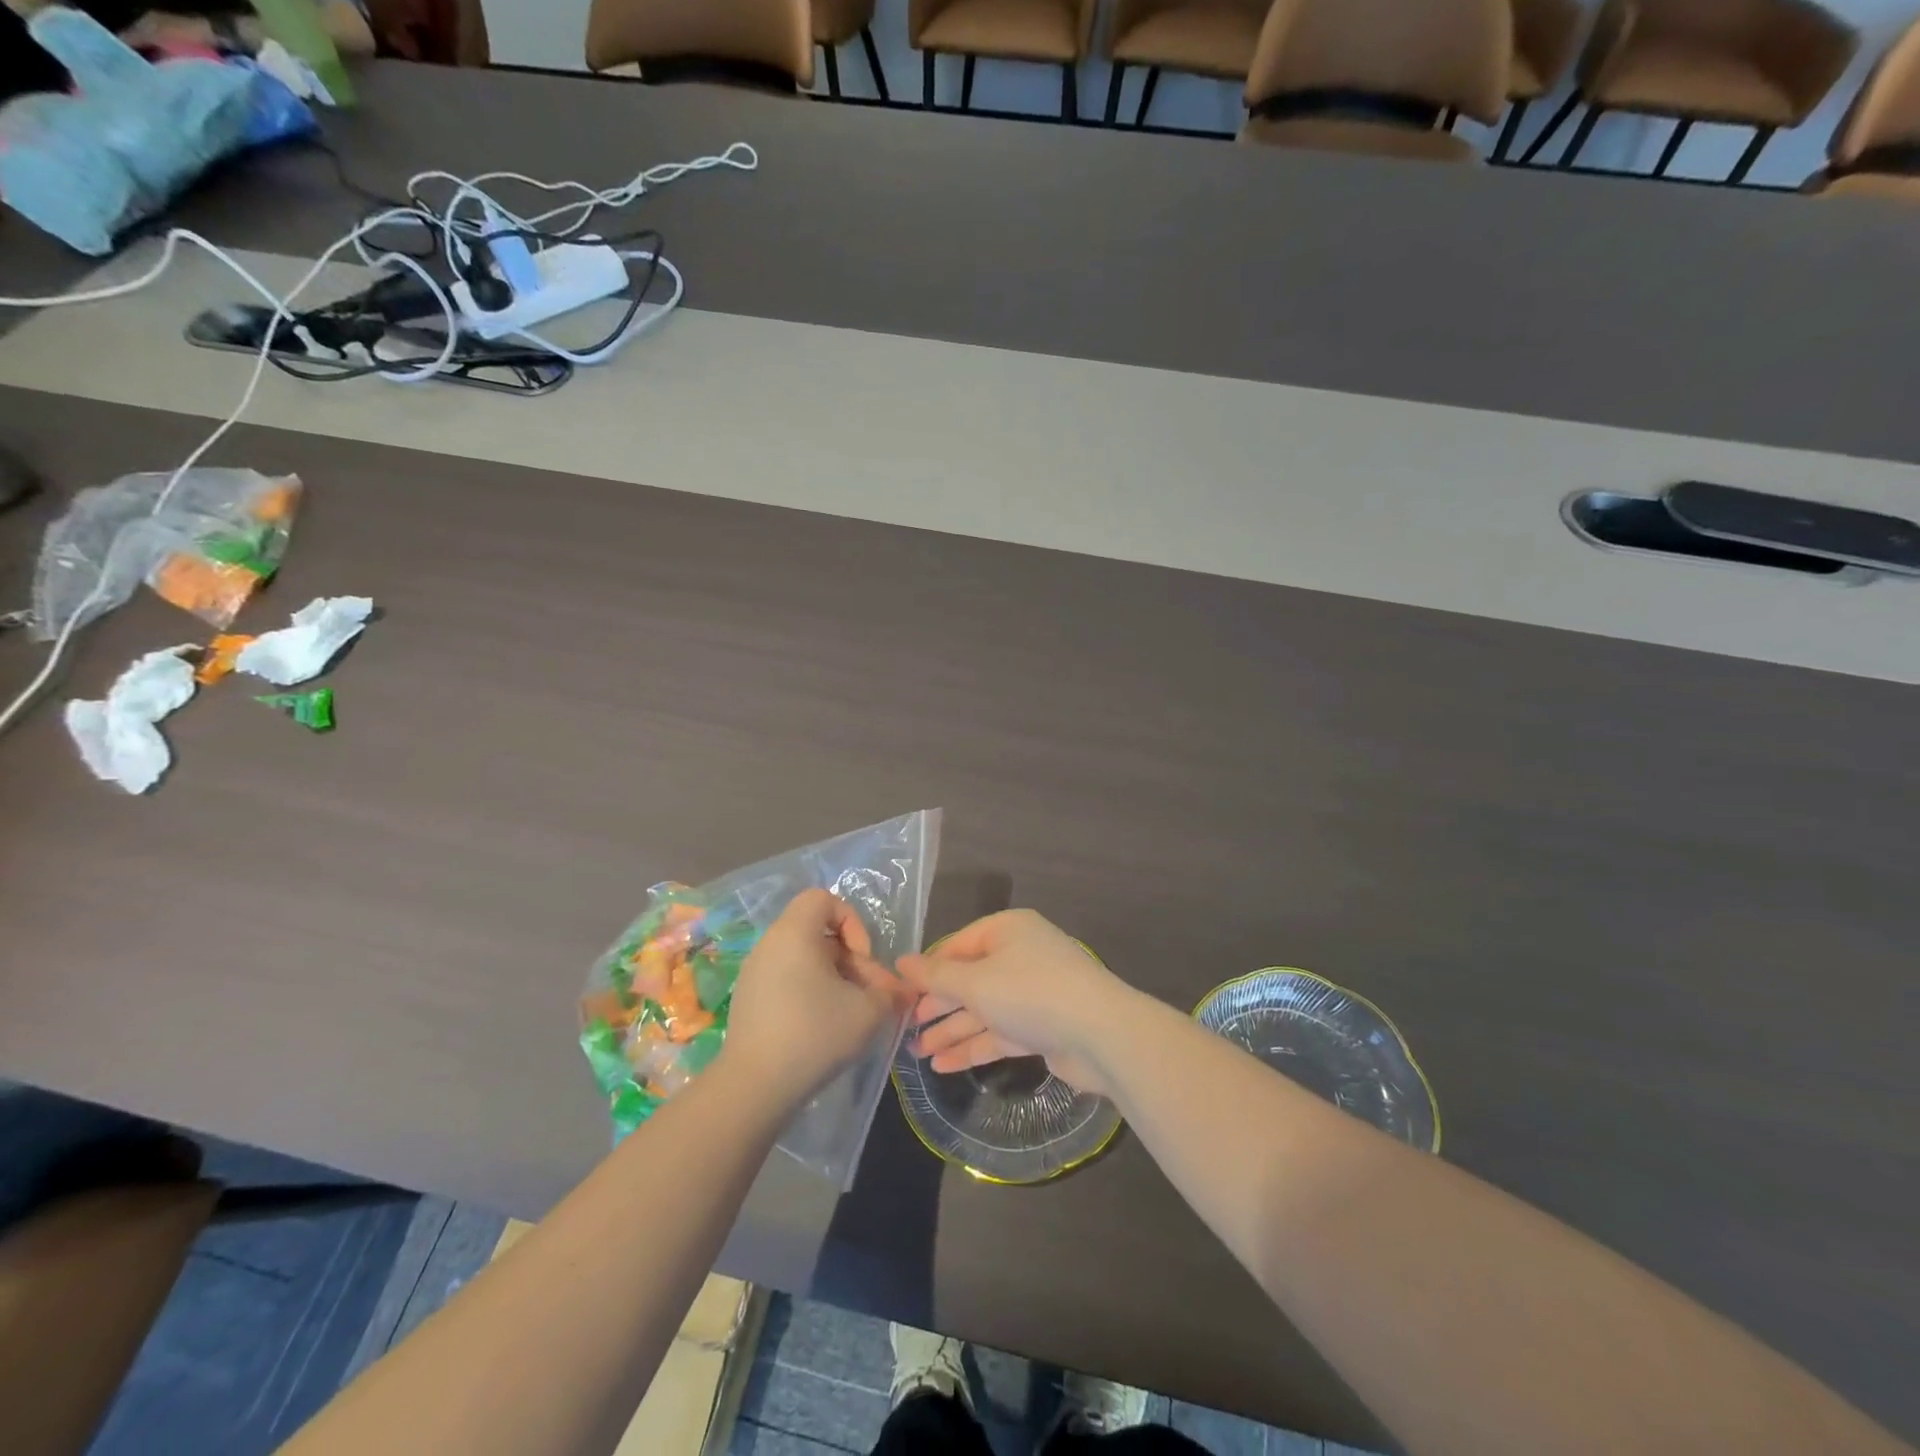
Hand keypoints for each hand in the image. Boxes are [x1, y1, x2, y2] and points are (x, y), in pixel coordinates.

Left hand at [722, 889, 908, 1108]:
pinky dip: (812, 994)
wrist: (754, 1087)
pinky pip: (788, 981)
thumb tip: (901, 991)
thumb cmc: (815, 1033)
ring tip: (854, 1015)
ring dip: (836, 980)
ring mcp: (755, 974)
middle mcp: (770, 944)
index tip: (862, 959)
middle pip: (819, 934)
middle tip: (872, 996)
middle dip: (852, 961)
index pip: (824, 899)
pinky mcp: (749, 1001)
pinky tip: (826, 1028)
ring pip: (806, 960)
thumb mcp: (868, 1010)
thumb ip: (890, 993)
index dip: (852, 922)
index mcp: (794, 933)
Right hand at [898, 910, 1130, 1096]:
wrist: (1100, 1035)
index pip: (957, 946)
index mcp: (1007, 930)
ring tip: (916, 1054)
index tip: (899, 994)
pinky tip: (943, 1066)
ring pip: (983, 1009)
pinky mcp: (1042, 1027)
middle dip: (937, 1006)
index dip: (927, 970)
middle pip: (969, 979)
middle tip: (904, 1029)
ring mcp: (1033, 992)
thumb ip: (935, 976)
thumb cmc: (1030, 993)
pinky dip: (973, 1046)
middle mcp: (1020, 956)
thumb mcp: (975, 982)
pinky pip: (999, 1032)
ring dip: (951, 1030)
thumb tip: (900, 963)